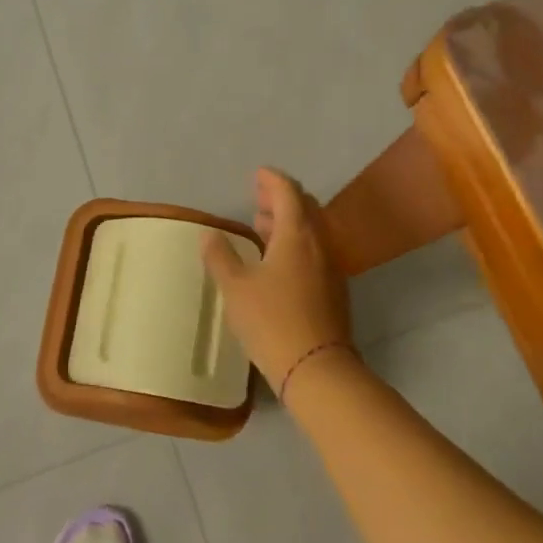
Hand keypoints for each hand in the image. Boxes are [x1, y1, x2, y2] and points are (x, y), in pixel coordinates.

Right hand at [201, 167, 355, 394]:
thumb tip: (209, 234)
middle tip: (257, 198)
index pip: (288, 192)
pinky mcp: (333, 289)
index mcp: (296, 235)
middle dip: (281, 198)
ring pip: (311, 230)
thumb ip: (220, 257)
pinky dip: (296, 242)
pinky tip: (278, 261)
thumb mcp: (235, 289)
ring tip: (262, 226)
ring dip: (288, 221)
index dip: (272, 179)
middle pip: (304, 207)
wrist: (317, 368)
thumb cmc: (272, 321)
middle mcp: (319, 243)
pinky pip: (315, 250)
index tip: (257, 174)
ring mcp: (330, 267)